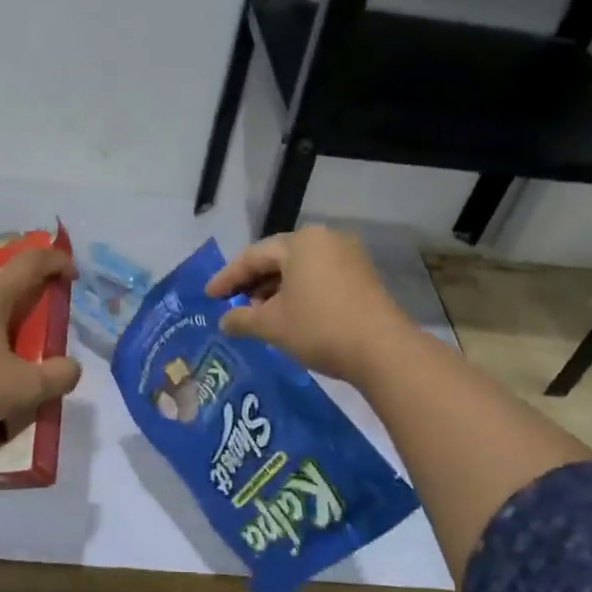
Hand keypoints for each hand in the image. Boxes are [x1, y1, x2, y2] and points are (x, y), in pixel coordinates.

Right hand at [205, 226, 411, 384]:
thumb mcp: (272, 325)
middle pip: (278, 259)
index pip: (253, 256)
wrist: (383, 351)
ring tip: (258, 315)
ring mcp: (348, 257)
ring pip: (299, 270)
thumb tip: (224, 321)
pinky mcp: (362, 278)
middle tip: (232, 305)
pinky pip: (319, 278)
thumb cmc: (319, 328)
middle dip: (253, 284)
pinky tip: (288, 316)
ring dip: (275, 291)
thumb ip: (241, 319)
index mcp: (301, 242)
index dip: (227, 278)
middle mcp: (325, 240)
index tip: (209, 296)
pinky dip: (298, 294)